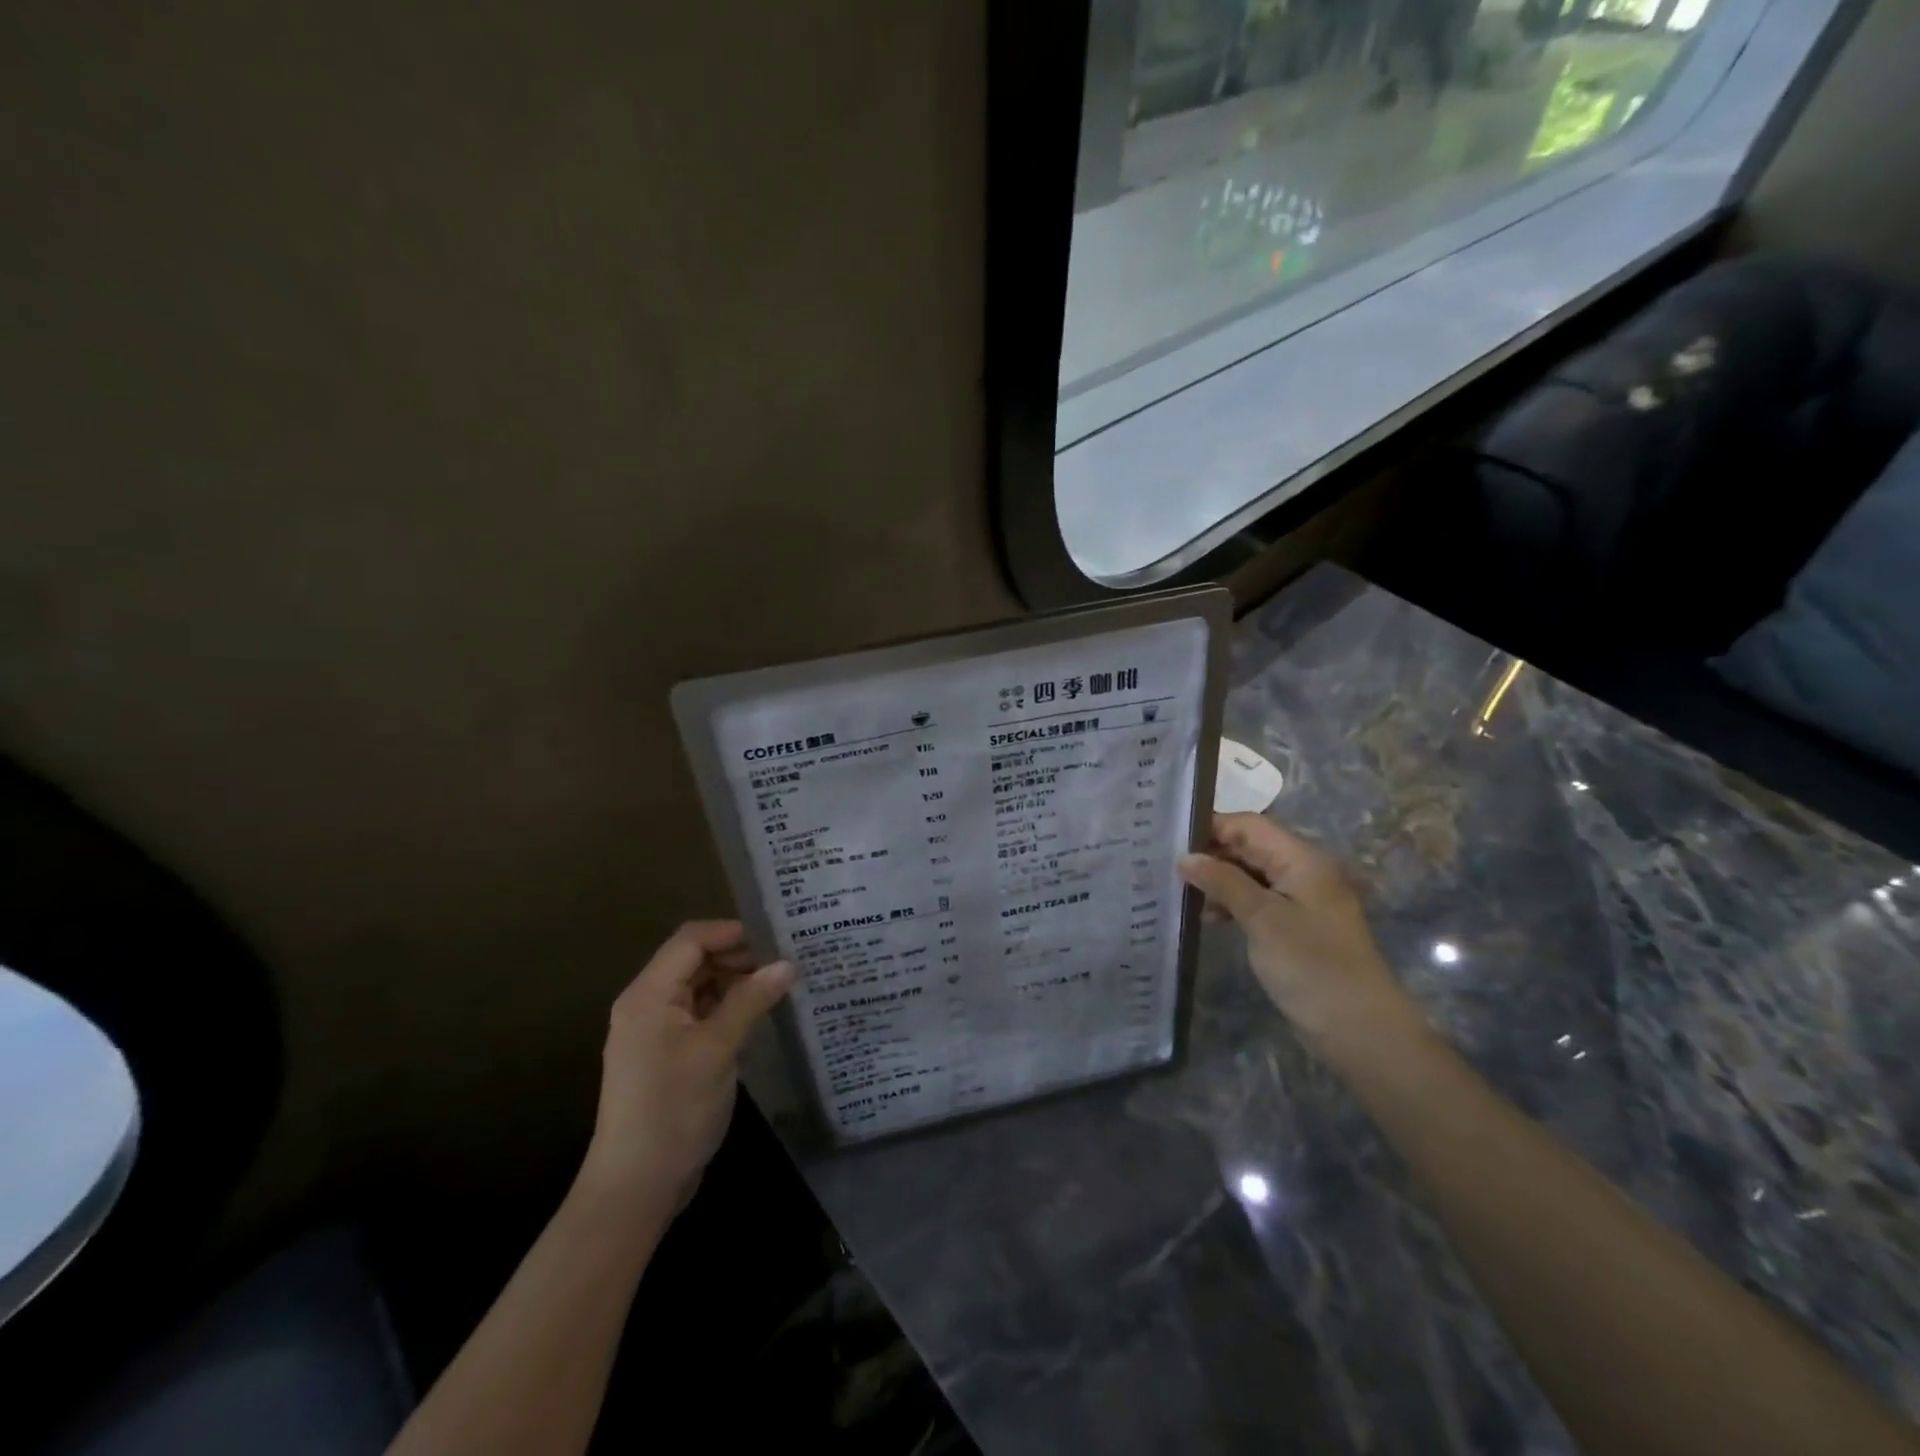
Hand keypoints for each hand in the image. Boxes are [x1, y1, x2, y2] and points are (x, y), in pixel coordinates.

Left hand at [578, 920, 792, 1212]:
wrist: (636, 1187)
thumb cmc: (673, 1110)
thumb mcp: (717, 1050)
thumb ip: (750, 1001)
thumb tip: (787, 964)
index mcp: (649, 994)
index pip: (691, 940)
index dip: (733, 932)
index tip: (777, 938)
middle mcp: (648, 1004)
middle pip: (695, 960)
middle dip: (739, 956)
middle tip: (787, 961)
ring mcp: (656, 1031)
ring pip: (700, 987)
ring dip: (737, 982)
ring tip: (781, 984)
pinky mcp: (668, 1055)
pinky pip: (700, 1014)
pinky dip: (729, 1008)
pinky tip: (760, 1014)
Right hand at [1179, 813, 1414, 1049]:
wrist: (1360, 1030)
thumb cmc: (1311, 966)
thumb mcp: (1262, 919)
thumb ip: (1223, 882)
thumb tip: (1185, 857)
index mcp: (1302, 859)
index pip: (1249, 825)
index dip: (1211, 827)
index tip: (1169, 838)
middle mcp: (1304, 871)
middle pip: (1251, 847)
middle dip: (1211, 853)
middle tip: (1165, 864)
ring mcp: (1302, 900)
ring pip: (1251, 874)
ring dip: (1219, 880)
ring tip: (1180, 891)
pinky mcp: (1296, 927)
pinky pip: (1258, 900)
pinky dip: (1232, 903)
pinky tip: (1207, 916)